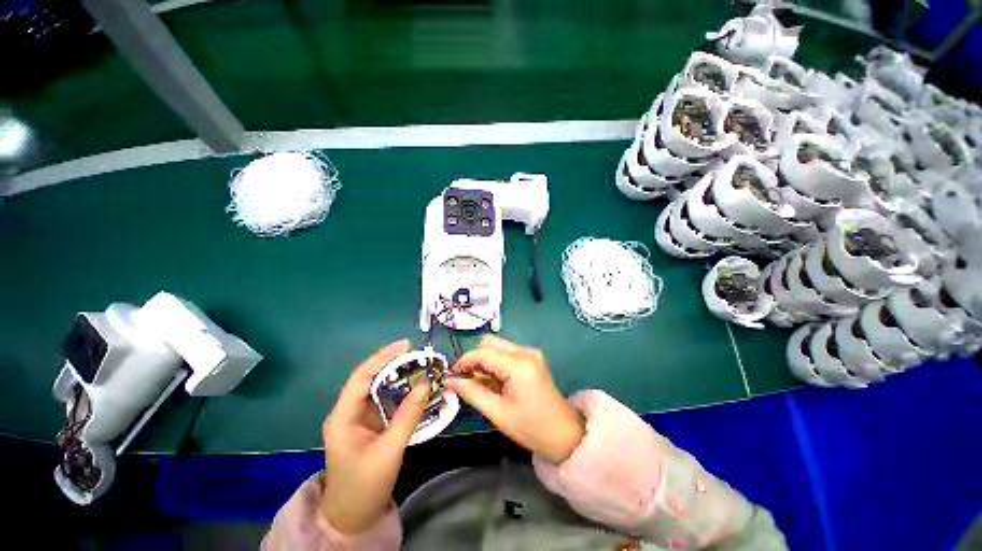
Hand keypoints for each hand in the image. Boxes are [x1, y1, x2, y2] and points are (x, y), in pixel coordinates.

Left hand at [320, 340, 429, 533]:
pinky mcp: (371, 427)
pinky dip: (402, 394)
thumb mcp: (389, 450)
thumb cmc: (364, 485)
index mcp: (343, 416)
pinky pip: (387, 403)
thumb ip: (408, 416)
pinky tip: (417, 390)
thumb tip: (426, 384)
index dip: (383, 357)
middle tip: (419, 355)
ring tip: (421, 368)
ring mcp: (360, 420)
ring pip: (380, 390)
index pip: (362, 376)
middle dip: (394, 365)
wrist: (353, 519)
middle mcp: (349, 413)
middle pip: (371, 379)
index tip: (406, 345)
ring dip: (400, 378)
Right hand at [448, 336, 584, 463]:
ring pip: (497, 347)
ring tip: (481, 385)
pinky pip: (506, 354)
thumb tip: (450, 381)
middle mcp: (525, 351)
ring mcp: (530, 353)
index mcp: (518, 364)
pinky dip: (495, 364)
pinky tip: (495, 382)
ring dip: (485, 362)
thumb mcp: (497, 413)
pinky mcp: (532, 358)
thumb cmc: (531, 427)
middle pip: (490, 343)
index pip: (483, 352)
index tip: (452, 376)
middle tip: (468, 381)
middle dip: (475, 359)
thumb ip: (472, 393)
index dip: (464, 362)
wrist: (564, 434)